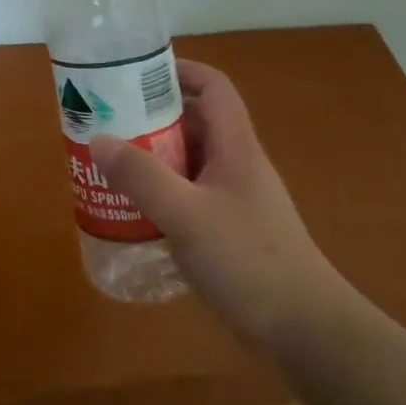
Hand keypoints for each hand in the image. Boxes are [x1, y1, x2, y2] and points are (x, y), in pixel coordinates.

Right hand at [90, 59, 344, 347]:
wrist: (306, 334)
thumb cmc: (249, 261)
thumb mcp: (186, 215)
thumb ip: (141, 176)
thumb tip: (99, 139)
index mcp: (235, 147)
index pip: (213, 87)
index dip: (179, 70)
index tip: (135, 74)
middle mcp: (237, 166)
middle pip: (194, 123)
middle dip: (151, 117)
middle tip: (108, 122)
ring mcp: (235, 200)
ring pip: (188, 163)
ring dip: (152, 159)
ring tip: (110, 165)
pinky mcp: (230, 232)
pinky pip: (189, 197)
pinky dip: (161, 195)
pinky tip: (134, 213)